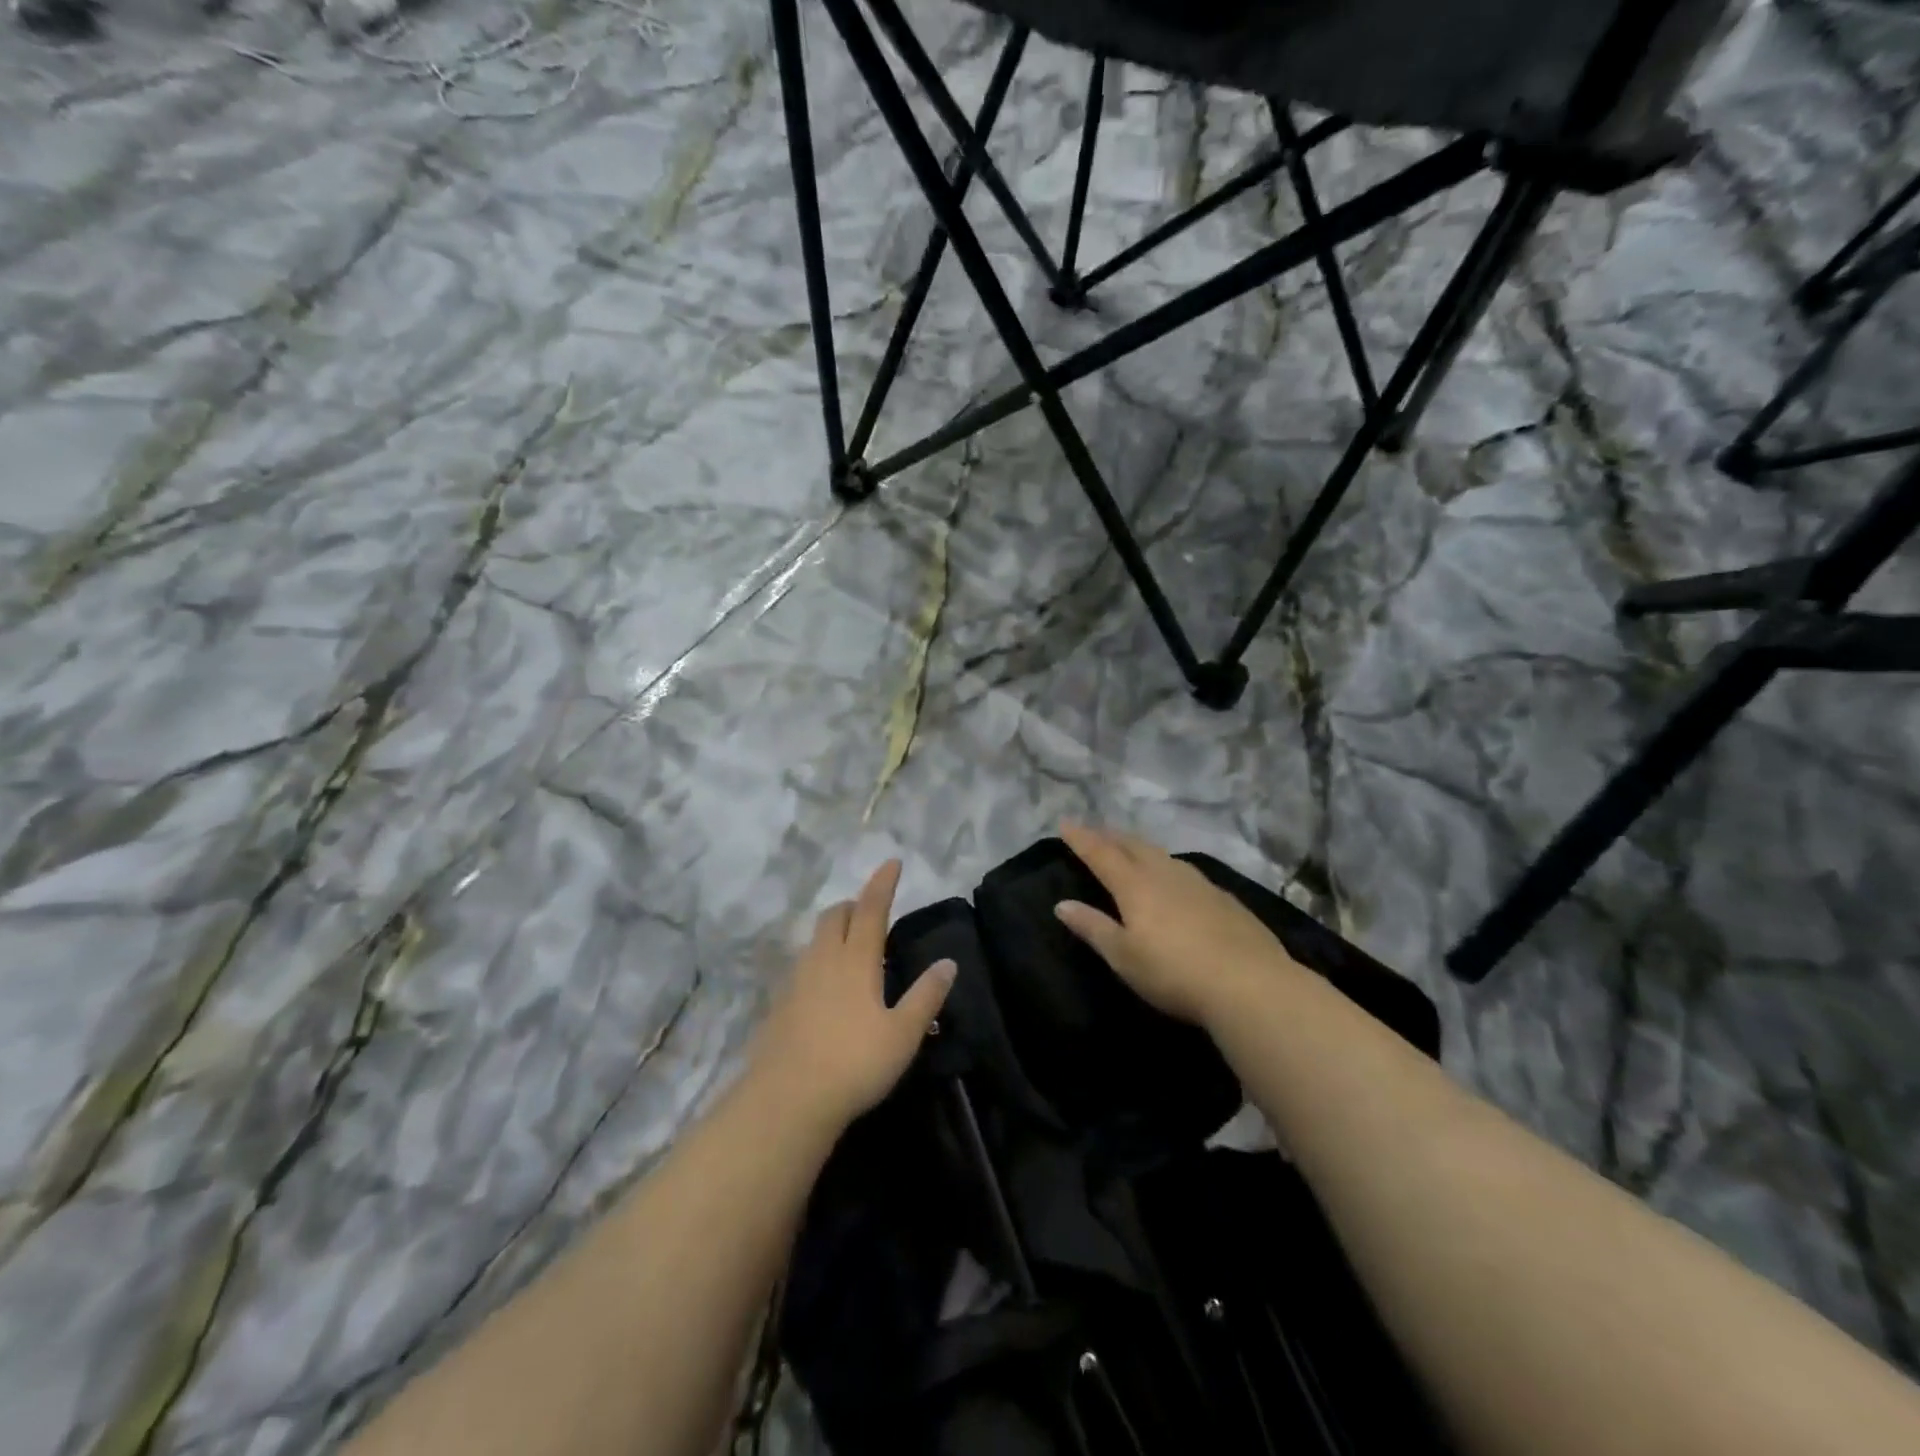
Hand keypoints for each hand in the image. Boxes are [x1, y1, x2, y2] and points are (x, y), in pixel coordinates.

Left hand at [750, 860, 955, 1132]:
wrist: (787, 1100)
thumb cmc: (854, 1063)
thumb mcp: (903, 1034)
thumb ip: (926, 996)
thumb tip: (948, 962)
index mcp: (856, 960)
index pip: (872, 909)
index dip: (882, 883)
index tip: (892, 862)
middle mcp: (823, 959)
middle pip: (836, 915)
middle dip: (854, 905)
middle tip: (872, 913)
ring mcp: (796, 980)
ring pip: (816, 939)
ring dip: (835, 931)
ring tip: (853, 949)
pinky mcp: (780, 1003)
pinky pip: (803, 965)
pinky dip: (819, 960)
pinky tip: (827, 988)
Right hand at [1053, 822, 1301, 1027]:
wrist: (1251, 985)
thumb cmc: (1174, 973)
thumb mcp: (1124, 957)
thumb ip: (1093, 927)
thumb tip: (1062, 904)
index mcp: (1136, 886)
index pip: (1101, 854)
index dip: (1082, 838)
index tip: (1065, 822)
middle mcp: (1166, 874)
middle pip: (1133, 846)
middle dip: (1110, 836)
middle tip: (1095, 831)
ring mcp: (1199, 883)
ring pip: (1162, 854)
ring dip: (1140, 846)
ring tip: (1130, 847)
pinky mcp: (1224, 898)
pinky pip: (1185, 870)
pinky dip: (1167, 865)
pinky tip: (1174, 877)